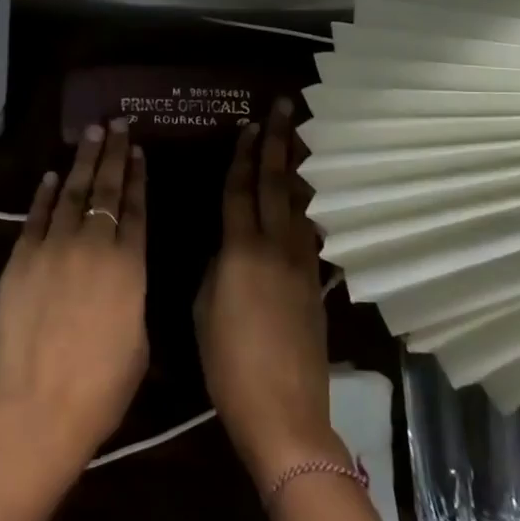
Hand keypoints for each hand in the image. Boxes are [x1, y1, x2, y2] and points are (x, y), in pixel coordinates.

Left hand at [0, 119, 148, 473]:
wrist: (39, 406)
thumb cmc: (102, 386)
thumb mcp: (138, 338)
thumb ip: (132, 292)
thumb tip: (122, 270)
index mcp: (129, 266)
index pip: (136, 207)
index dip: (137, 176)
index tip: (137, 149)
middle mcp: (93, 245)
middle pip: (105, 189)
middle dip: (112, 153)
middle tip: (116, 123)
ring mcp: (52, 247)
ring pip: (70, 192)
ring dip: (81, 161)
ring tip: (90, 133)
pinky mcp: (20, 258)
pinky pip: (35, 216)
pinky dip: (44, 193)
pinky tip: (51, 175)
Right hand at [195, 98, 340, 486]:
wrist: (283, 411)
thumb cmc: (228, 363)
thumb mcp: (203, 308)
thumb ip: (214, 267)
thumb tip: (227, 247)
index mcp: (240, 250)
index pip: (240, 190)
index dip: (242, 156)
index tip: (249, 126)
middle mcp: (275, 247)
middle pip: (276, 185)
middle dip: (278, 144)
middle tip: (283, 109)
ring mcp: (302, 265)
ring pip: (300, 204)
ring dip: (299, 168)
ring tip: (302, 138)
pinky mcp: (316, 285)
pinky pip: (311, 231)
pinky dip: (309, 205)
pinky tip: (310, 196)